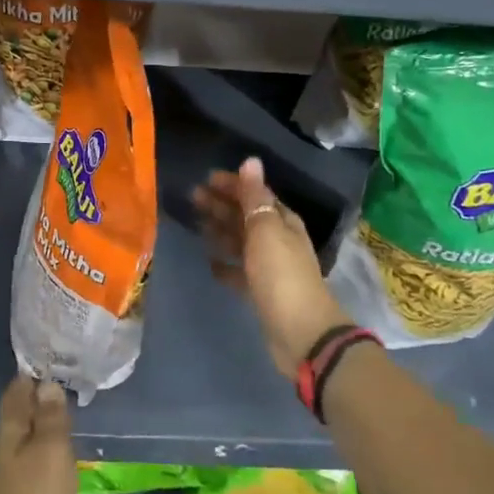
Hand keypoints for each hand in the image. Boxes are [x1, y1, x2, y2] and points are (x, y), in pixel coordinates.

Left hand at [0, 376, 76, 493]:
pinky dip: (46, 451)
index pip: (17, 391)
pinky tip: (61, 456)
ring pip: (26, 438)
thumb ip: (51, 417)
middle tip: (65, 380)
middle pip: (19, 414)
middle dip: (38, 397)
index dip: (32, 373)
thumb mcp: (52, 452)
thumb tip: (46, 383)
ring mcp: (10, 478)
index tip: (52, 356)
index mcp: (9, 432)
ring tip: (67, 413)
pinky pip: (34, 463)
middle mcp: (4, 450)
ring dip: (43, 424)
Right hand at [194, 157, 351, 380]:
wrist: (301, 332)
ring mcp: (270, 268)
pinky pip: (239, 272)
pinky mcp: (260, 292)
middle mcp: (278, 241)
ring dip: (221, 231)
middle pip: (246, 217)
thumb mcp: (266, 231)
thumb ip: (254, 198)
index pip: (256, 195)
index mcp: (283, 222)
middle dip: (221, 205)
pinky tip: (210, 263)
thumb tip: (250, 160)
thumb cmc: (281, 275)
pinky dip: (226, 265)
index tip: (206, 179)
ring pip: (241, 242)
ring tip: (197, 224)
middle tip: (192, 198)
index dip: (233, 185)